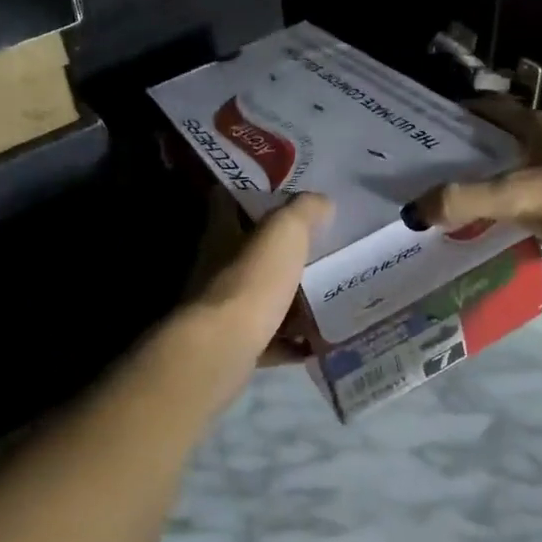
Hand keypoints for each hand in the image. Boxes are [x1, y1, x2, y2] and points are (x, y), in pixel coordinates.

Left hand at [187, 191, 332, 364]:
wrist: (224, 348)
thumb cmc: (252, 280)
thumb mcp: (285, 231)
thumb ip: (304, 211)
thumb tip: (321, 202)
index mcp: (222, 233)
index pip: (227, 201)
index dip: (250, 193)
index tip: (281, 195)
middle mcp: (216, 268)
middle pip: (247, 252)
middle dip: (278, 251)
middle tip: (317, 248)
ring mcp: (222, 309)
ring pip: (259, 296)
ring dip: (287, 298)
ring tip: (325, 295)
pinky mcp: (234, 345)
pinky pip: (269, 339)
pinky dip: (290, 341)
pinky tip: (317, 341)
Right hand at [410, 97, 541, 275]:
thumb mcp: (515, 195)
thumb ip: (463, 200)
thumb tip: (412, 211)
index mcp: (540, 127)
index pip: (491, 109)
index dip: (459, 113)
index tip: (425, 128)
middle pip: (501, 141)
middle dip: (467, 153)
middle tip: (428, 170)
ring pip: (517, 171)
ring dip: (489, 182)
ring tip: (451, 199)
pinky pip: (532, 200)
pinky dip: (510, 209)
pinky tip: (490, 227)